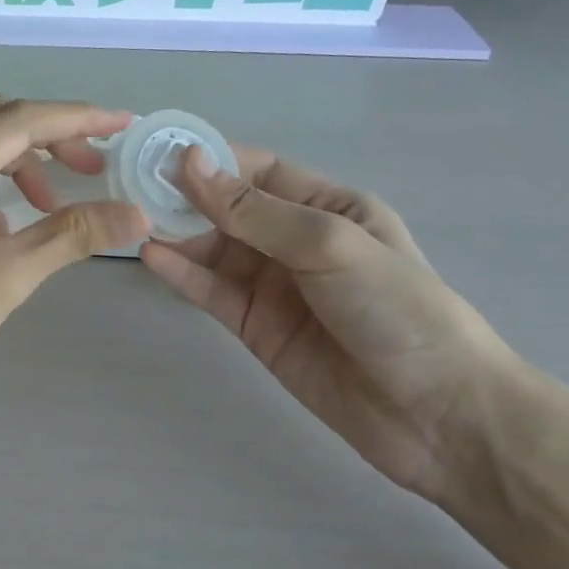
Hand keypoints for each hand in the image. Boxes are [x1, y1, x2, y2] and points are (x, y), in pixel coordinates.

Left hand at [0, 96, 148, 418]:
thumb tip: (136, 214)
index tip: (123, 125)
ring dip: (20, 165)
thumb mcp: (5, 278)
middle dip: (49, 136)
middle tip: (92, 168)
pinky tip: (4, 236)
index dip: (77, 118)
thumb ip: (71, 236)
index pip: (20, 120)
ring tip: (53, 207)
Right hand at [139, 145, 515, 499]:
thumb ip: (253, 211)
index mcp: (328, 207)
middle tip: (130, 184)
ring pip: (212, 249)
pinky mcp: (254, 327)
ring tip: (130, 217)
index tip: (158, 150)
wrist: (439, 417)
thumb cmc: (398, 310)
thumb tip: (188, 163)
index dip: (210, 159)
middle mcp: (295, 241)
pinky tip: (149, 257)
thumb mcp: (329, 245)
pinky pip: (211, 291)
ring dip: (175, 233)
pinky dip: (180, 274)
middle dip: (183, 196)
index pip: (258, 171)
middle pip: (227, 209)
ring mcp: (273, 286)